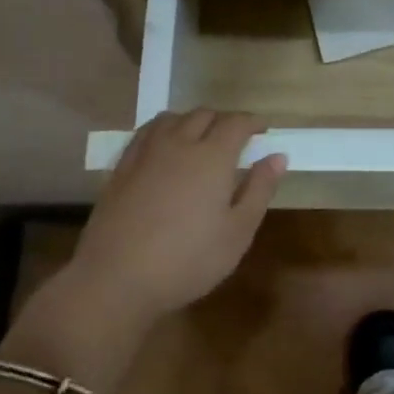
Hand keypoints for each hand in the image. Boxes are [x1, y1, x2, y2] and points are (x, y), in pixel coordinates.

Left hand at [0, 112, 285, 388]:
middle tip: (235, 138)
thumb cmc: (188, 260)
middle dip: (224, 120)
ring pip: (172, 119)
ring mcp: (145, 153)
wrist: (116, 279)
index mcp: (212, 157)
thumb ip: (259, 190)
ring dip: (192, 121)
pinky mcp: (121, 168)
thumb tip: (277, 156)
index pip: (236, 123)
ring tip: (200, 138)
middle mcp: (179, 144)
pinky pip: (145, 133)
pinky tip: (164, 148)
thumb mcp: (238, 232)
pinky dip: (163, 130)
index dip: (252, 122)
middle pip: (203, 114)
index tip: (263, 130)